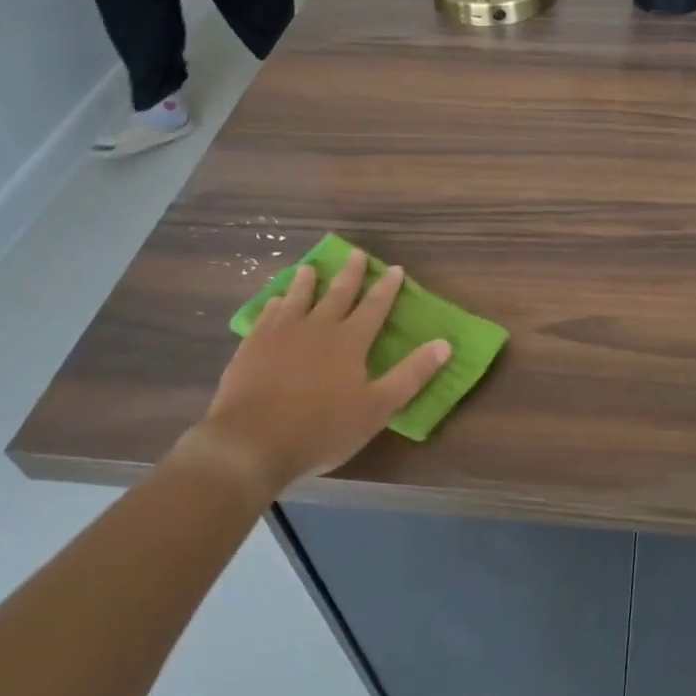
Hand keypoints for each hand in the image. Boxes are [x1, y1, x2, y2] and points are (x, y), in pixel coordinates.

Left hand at [173, 249, 450, 493]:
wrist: (251, 442)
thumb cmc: (321, 429)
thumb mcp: (377, 408)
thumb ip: (411, 375)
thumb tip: (445, 344)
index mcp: (350, 340)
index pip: (374, 306)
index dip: (387, 288)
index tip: (395, 269)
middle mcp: (317, 327)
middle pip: (337, 293)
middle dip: (350, 273)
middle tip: (356, 253)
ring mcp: (281, 333)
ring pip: (298, 298)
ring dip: (306, 282)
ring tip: (309, 268)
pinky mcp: (253, 346)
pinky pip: (267, 315)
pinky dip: (275, 304)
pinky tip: (275, 302)